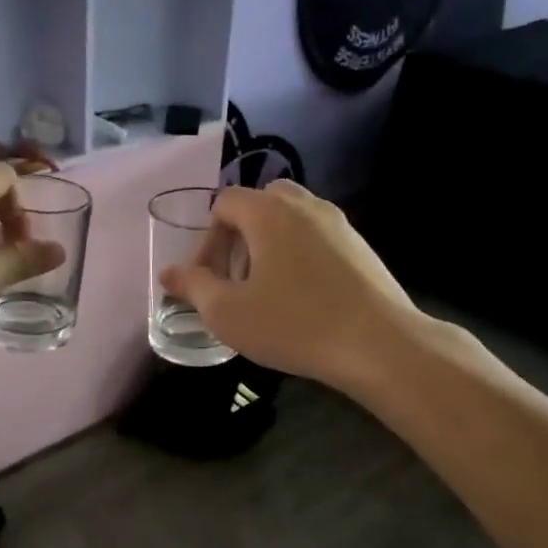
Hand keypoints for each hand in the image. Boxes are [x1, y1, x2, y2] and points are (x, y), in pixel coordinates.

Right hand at [159, 181, 420, 390]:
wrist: (379, 345)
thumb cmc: (293, 324)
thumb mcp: (228, 312)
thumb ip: (193, 287)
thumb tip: (168, 274)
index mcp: (268, 212)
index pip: (224, 203)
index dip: (206, 239)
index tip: (208, 279)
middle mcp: (304, 205)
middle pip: (260, 203)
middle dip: (239, 235)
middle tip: (236, 277)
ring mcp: (338, 223)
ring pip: (291, 219)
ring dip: (270, 244)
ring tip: (267, 289)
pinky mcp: (361, 246)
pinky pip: (317, 237)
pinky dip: (300, 254)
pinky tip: (303, 297)